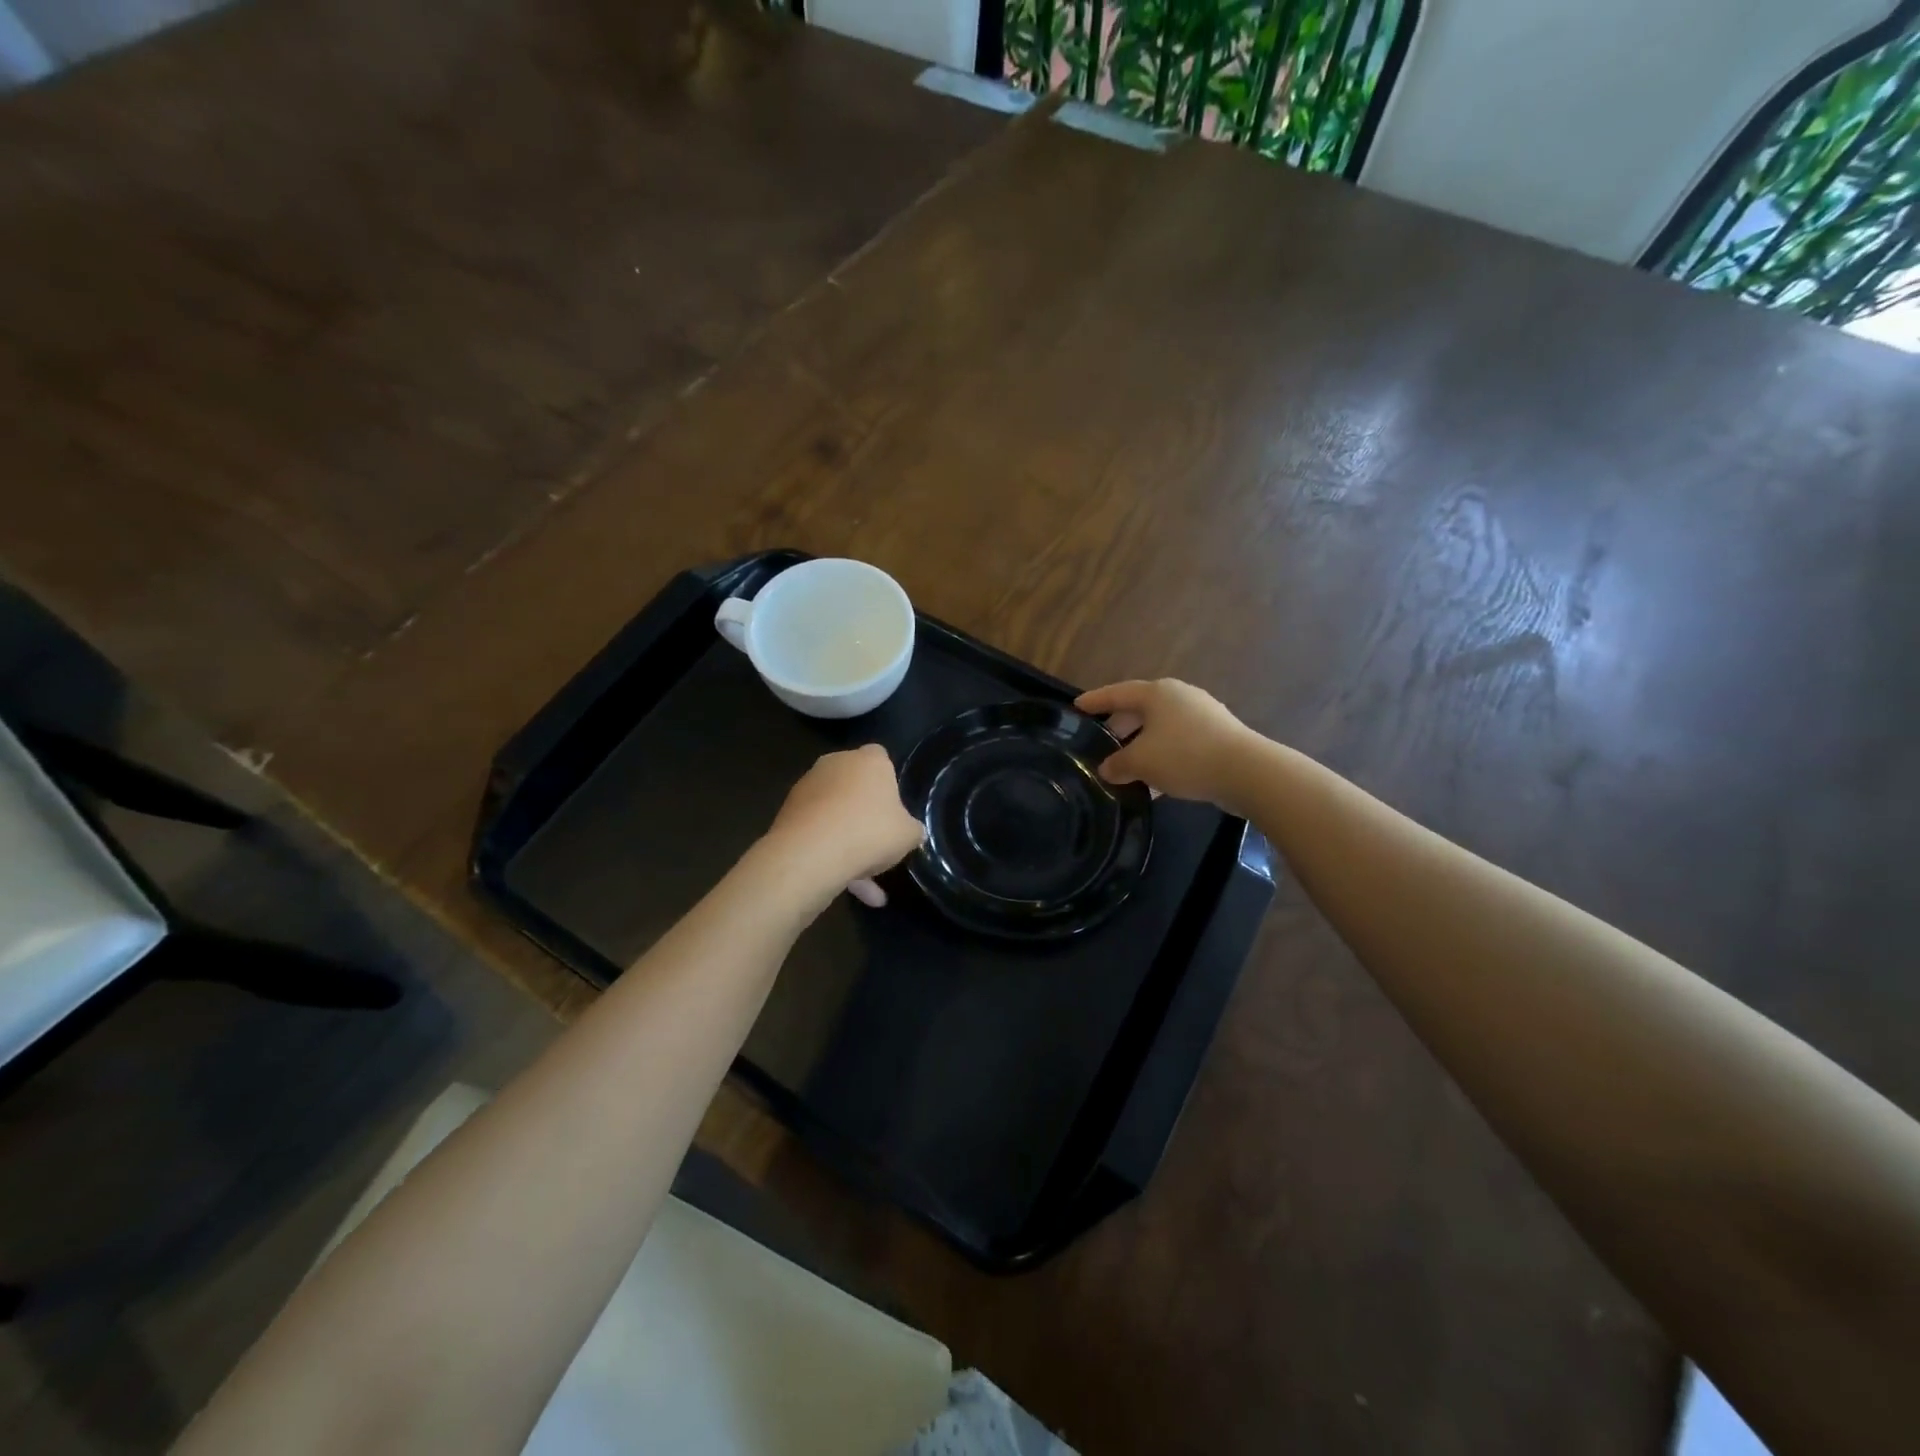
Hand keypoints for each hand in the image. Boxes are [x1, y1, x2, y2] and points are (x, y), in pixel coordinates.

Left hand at [762, 744, 923, 907]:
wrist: (811, 854)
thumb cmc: (870, 832)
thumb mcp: (908, 835)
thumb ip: (912, 829)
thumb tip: (912, 831)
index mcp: (869, 760)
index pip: (881, 758)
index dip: (888, 781)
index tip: (893, 807)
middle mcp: (835, 764)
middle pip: (853, 784)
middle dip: (863, 809)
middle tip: (877, 840)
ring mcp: (807, 786)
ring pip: (834, 812)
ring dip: (845, 838)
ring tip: (863, 881)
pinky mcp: (788, 812)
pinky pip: (817, 831)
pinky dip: (828, 853)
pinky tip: (844, 885)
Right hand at [1075, 679, 1260, 811]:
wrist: (1246, 771)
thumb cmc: (1184, 756)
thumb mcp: (1141, 762)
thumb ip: (1118, 764)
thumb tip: (1107, 769)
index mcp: (1157, 694)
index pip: (1117, 693)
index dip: (1095, 700)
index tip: (1077, 706)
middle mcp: (1180, 696)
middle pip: (1141, 708)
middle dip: (1120, 725)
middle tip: (1102, 740)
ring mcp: (1202, 715)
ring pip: (1161, 727)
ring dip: (1142, 743)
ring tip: (1126, 764)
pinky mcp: (1218, 735)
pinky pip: (1180, 742)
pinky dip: (1163, 755)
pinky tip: (1155, 779)